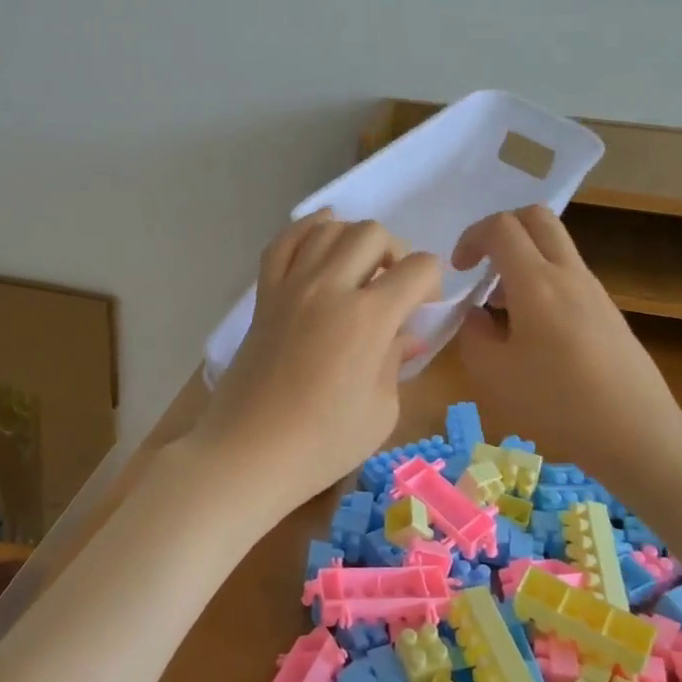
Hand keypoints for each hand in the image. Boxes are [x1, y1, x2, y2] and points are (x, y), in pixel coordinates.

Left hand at [192, 211, 441, 518]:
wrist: (249, 452)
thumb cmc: (322, 443)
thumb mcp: (381, 410)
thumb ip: (395, 361)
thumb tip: (404, 335)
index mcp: (368, 317)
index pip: (417, 268)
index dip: (432, 282)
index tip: (425, 307)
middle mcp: (329, 287)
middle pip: (372, 233)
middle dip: (396, 252)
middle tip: (393, 287)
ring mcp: (291, 287)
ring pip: (328, 229)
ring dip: (353, 239)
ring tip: (359, 269)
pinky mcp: (264, 295)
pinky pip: (283, 243)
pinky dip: (306, 230)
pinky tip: (321, 235)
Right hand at [452, 207, 681, 499]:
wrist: (636, 432)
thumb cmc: (556, 403)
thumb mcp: (493, 374)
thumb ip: (473, 334)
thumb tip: (476, 314)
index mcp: (536, 282)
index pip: (501, 227)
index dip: (471, 237)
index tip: (460, 271)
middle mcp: (568, 274)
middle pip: (536, 218)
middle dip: (501, 230)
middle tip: (482, 266)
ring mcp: (593, 290)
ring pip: (554, 247)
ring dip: (522, 259)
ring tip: (502, 308)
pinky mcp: (608, 311)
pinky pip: (568, 275)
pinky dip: (541, 282)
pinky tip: (533, 331)